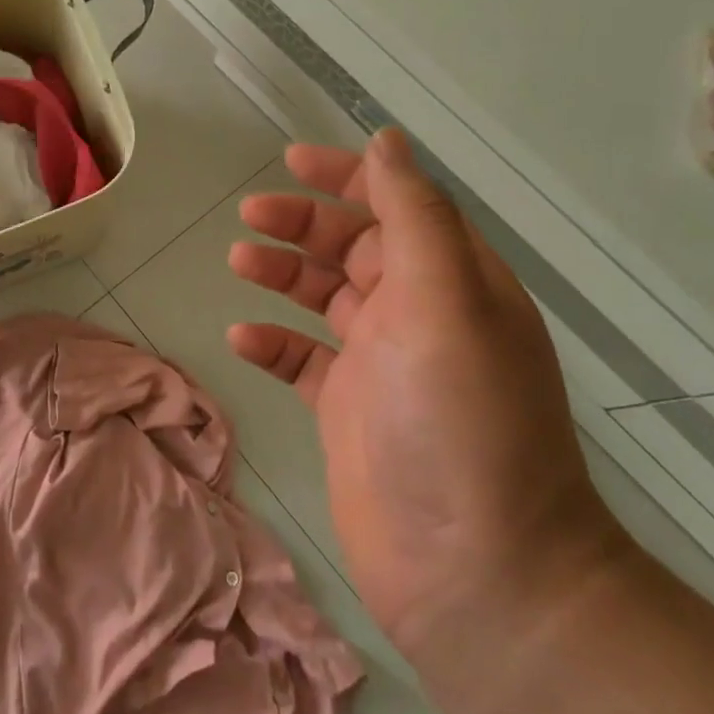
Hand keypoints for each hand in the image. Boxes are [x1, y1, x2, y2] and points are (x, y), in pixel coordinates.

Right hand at [227, 129, 623, 659]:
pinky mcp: (348, 410)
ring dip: (283, 273)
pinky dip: (274, 342)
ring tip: (238, 263)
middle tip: (251, 215)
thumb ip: (415, 215)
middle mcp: (420, 313)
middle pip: (354, 245)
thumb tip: (388, 140)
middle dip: (304, 222)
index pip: (400, 204)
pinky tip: (243, 338)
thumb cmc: (460, 420)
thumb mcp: (445, 299)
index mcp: (454, 280)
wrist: (475, 572)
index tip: (292, 162)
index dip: (349, 177)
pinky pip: (303, 359)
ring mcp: (382, 364)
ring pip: (324, 297)